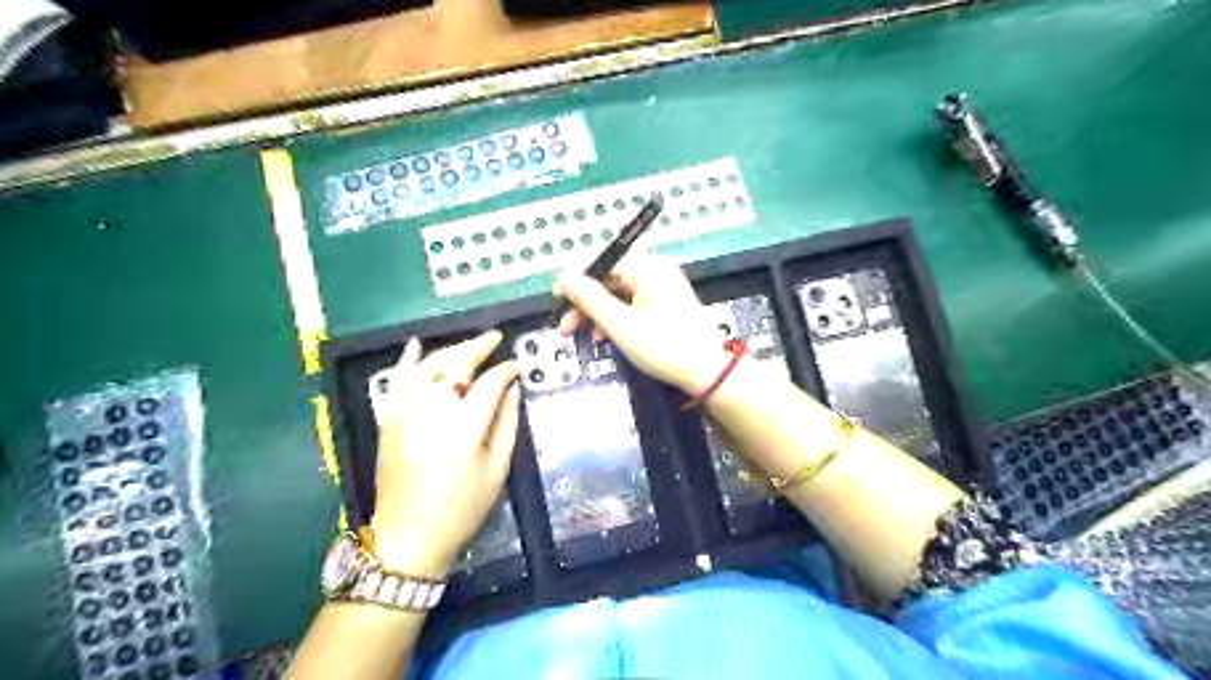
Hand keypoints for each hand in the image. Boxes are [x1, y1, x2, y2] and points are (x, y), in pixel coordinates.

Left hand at [369, 333, 518, 577]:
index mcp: (465, 424)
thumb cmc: (461, 508)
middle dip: (479, 346)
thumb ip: (507, 423)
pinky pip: (398, 379)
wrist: (408, 535)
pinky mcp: (389, 418)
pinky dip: (408, 359)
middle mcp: (433, 409)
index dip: (506, 370)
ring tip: (470, 345)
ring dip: (451, 350)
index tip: (517, 368)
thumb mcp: (496, 469)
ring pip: (429, 365)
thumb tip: (512, 389)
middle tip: (495, 338)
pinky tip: (416, 344)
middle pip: (457, 364)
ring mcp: (406, 411)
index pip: (490, 382)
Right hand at [555, 253, 731, 393]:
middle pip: (610, 280)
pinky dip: (616, 319)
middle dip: (585, 302)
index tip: (556, 299)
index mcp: (648, 269)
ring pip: (619, 295)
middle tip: (566, 326)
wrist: (707, 373)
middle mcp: (656, 273)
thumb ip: (590, 299)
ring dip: (598, 314)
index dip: (576, 280)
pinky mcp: (666, 307)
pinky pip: (632, 306)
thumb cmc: (664, 347)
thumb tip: (565, 277)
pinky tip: (606, 337)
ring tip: (585, 335)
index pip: (603, 263)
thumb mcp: (620, 324)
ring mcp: (663, 290)